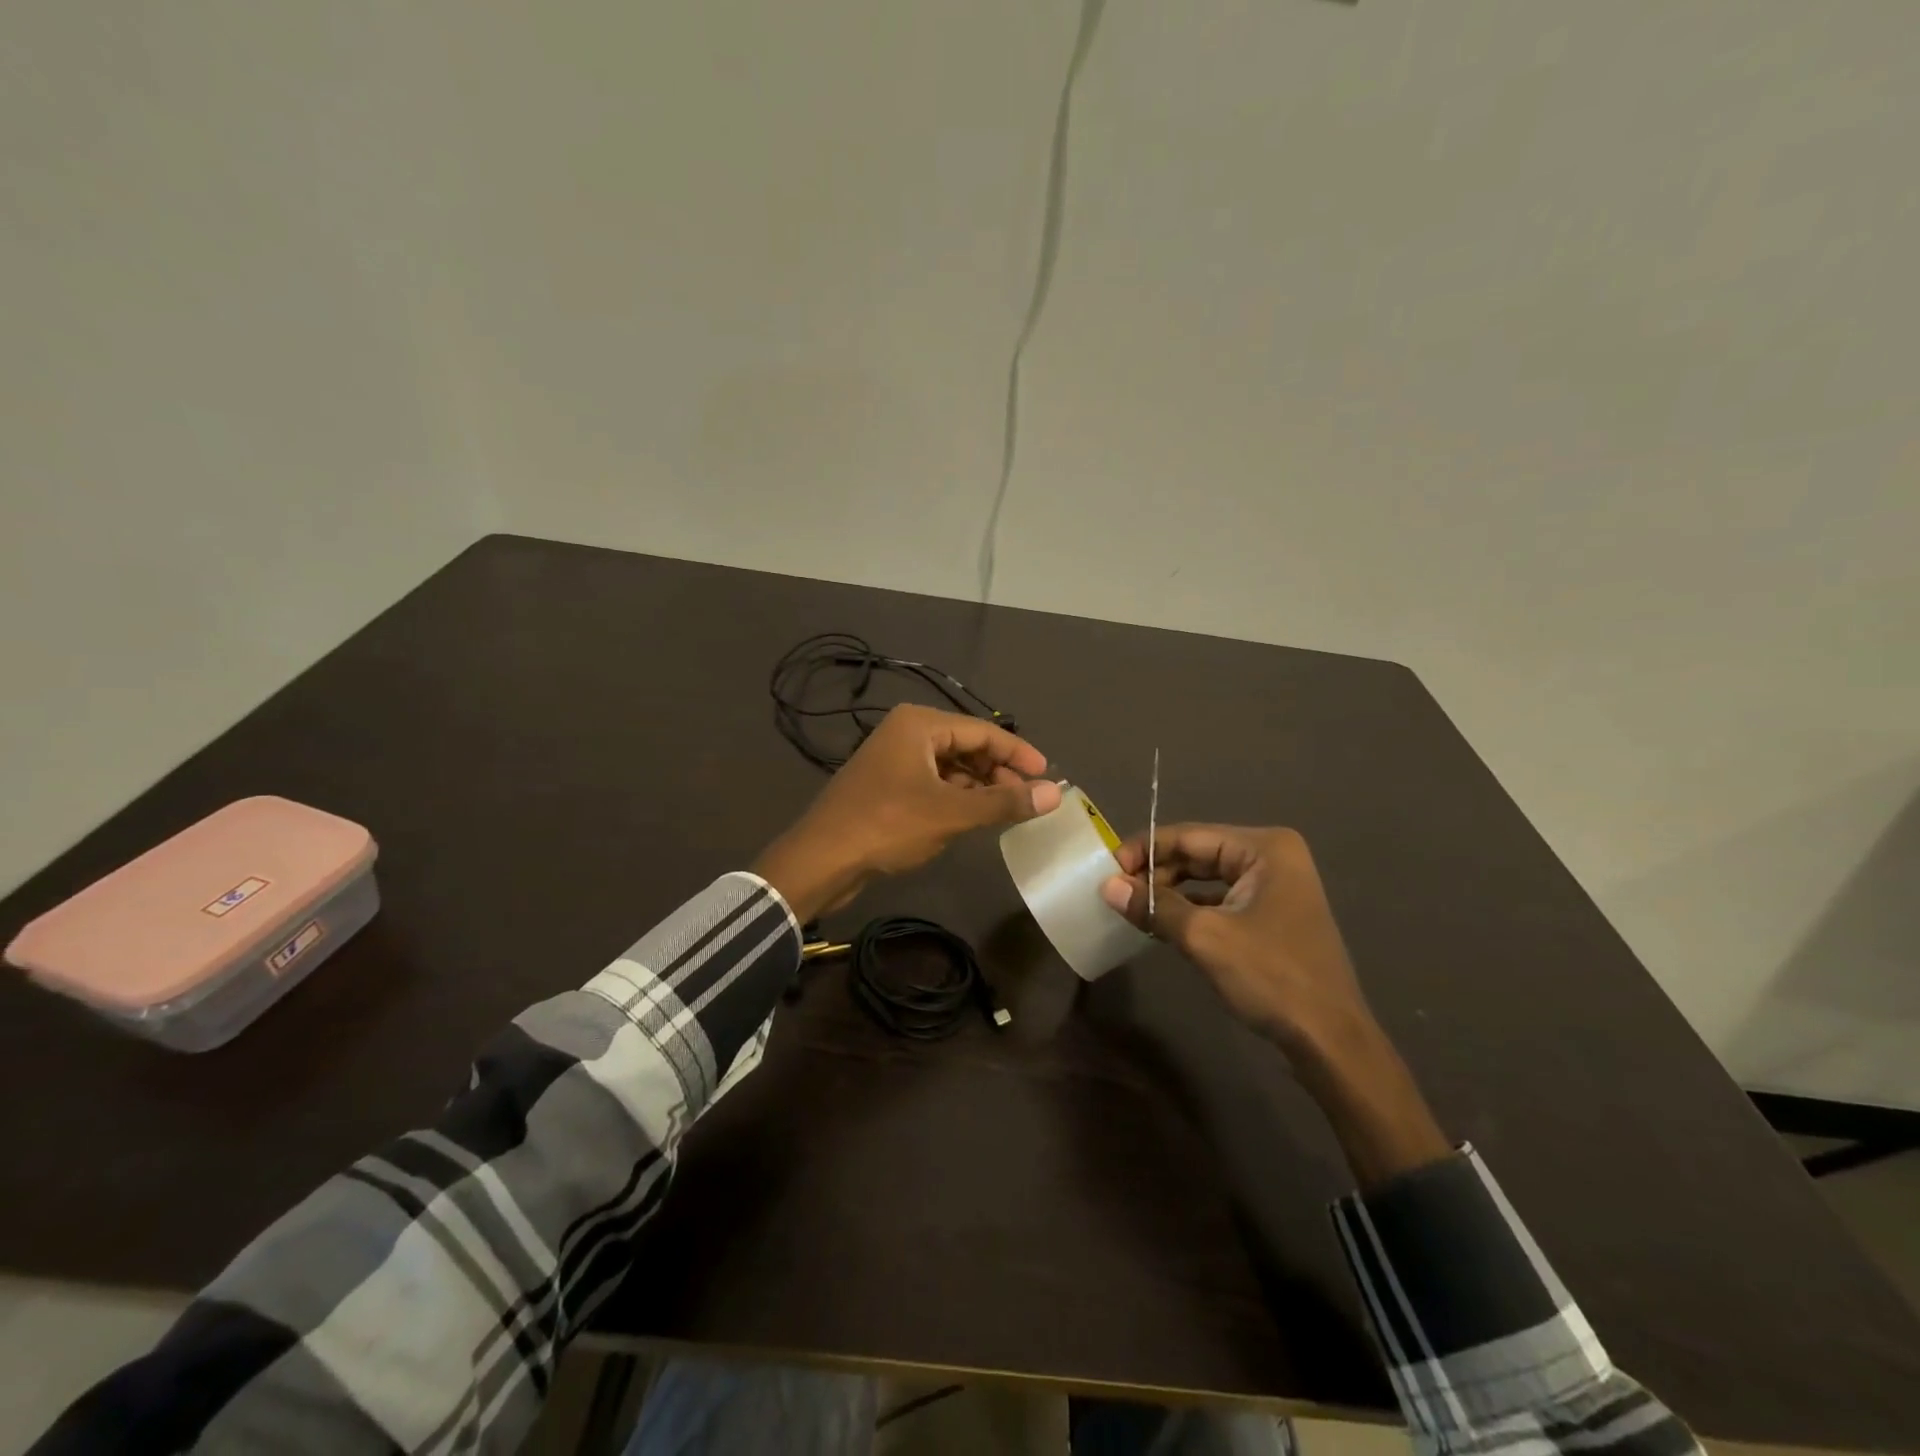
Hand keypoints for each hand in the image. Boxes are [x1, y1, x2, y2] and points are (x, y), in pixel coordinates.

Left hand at [754, 705, 1062, 921]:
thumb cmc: (888, 825)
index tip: (1049, 776)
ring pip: (951, 766)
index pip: (983, 730)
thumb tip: (1056, 794)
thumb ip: (1004, 802)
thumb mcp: (951, 813)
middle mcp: (907, 732)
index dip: (1019, 753)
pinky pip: (933, 783)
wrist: (822, 859)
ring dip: (979, 786)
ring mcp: (894, 759)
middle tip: (1028, 799)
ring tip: (1006, 811)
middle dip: (999, 771)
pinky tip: (972, 818)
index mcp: (920, 724)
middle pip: (967, 745)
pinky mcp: (888, 785)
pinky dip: (956, 797)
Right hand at [1099, 824, 1369, 1055]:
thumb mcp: (1205, 937)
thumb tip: (1106, 886)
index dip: (1144, 850)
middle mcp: (1271, 857)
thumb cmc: (1272, 977)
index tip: (1107, 870)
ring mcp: (1274, 886)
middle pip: (1197, 853)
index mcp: (1264, 848)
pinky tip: (1160, 924)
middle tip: (1116, 892)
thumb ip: (1154, 906)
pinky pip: (1219, 900)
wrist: (1330, 1041)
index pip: (1188, 836)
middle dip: (1156, 872)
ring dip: (1169, 892)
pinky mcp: (1270, 914)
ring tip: (1131, 907)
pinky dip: (1189, 909)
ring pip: (1206, 878)